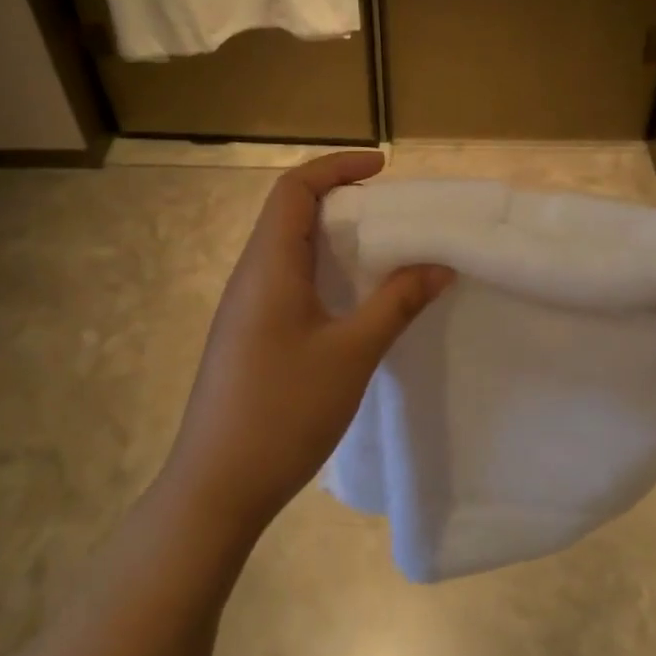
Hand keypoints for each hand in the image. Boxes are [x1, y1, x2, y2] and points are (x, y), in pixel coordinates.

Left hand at [159, 151, 452, 542]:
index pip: (294, 189)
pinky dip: (322, 272)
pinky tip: (353, 301)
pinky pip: (286, 281)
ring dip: (333, 238)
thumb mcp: (352, 354)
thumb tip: (439, 265)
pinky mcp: (249, 336)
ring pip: (289, 249)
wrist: (216, 488)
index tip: (383, 169)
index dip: (337, 167)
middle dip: (341, 200)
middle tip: (392, 213)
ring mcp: (245, 308)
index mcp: (269, 266)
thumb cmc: (284, 412)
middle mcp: (251, 276)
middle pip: (290, 213)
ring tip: (382, 250)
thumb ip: (396, 303)